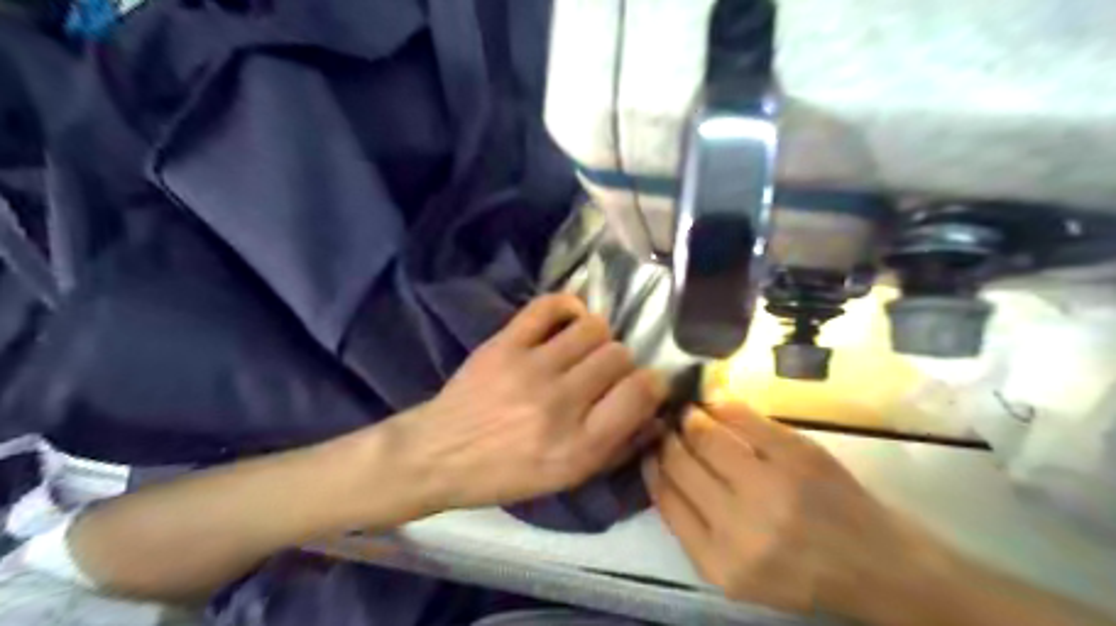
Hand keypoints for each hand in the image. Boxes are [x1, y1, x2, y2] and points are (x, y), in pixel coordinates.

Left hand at [395, 296, 664, 515]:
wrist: (440, 454)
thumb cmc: (507, 474)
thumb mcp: (567, 478)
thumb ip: (617, 448)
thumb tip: (656, 415)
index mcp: (579, 445)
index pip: (640, 393)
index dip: (652, 384)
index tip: (643, 385)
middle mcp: (560, 403)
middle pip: (619, 355)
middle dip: (621, 364)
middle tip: (603, 374)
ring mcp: (531, 368)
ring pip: (594, 328)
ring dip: (598, 338)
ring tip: (583, 350)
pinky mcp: (505, 343)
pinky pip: (550, 306)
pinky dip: (567, 307)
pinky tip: (568, 321)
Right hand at [646, 404, 915, 612]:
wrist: (875, 565)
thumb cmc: (798, 571)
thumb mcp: (734, 571)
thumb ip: (692, 525)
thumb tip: (659, 465)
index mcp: (718, 562)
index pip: (665, 498)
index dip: (651, 465)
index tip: (648, 449)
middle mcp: (739, 525)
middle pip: (680, 462)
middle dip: (666, 438)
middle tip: (666, 425)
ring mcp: (771, 485)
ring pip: (705, 435)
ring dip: (690, 418)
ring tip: (688, 414)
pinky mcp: (797, 454)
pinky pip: (741, 417)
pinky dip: (721, 405)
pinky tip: (714, 404)